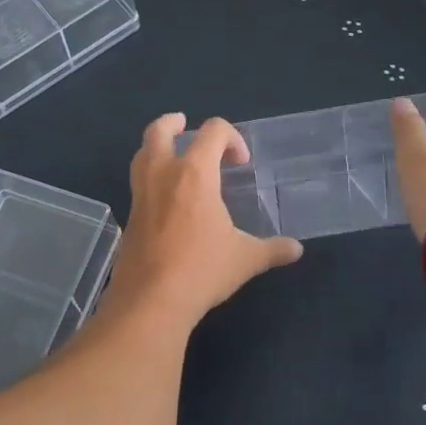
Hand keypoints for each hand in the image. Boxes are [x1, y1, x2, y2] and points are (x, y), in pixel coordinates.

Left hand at [102, 113, 303, 326]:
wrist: (150, 300)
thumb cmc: (201, 270)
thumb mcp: (244, 259)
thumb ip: (272, 249)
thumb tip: (296, 249)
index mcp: (194, 174)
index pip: (212, 132)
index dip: (231, 137)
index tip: (240, 161)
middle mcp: (162, 175)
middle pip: (159, 131)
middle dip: (173, 123)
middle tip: (184, 125)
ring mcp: (140, 195)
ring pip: (141, 155)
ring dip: (156, 148)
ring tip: (173, 158)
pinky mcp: (128, 217)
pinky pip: (138, 185)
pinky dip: (150, 179)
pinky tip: (166, 201)